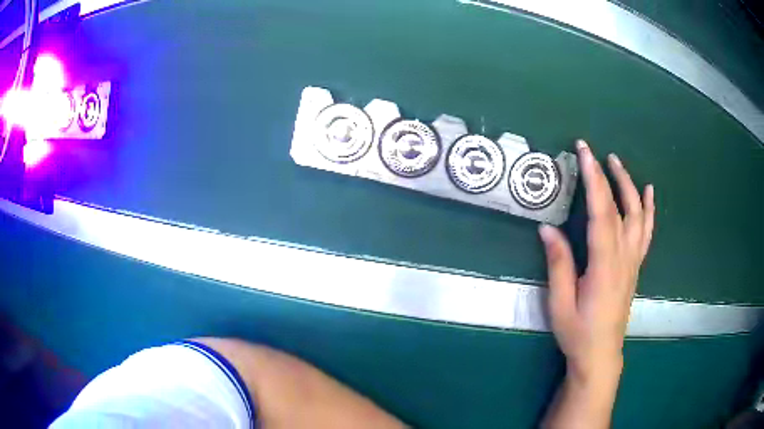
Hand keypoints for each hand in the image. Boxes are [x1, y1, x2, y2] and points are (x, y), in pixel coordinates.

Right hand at [540, 140, 654, 428]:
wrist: (601, 354)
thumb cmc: (578, 332)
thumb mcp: (560, 304)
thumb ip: (558, 265)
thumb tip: (547, 228)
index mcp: (604, 266)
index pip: (601, 213)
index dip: (594, 181)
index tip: (584, 153)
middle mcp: (624, 258)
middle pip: (621, 208)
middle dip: (608, 175)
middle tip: (594, 151)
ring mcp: (633, 261)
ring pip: (638, 215)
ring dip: (629, 185)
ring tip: (618, 163)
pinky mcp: (635, 266)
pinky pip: (646, 232)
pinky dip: (649, 209)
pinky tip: (648, 193)